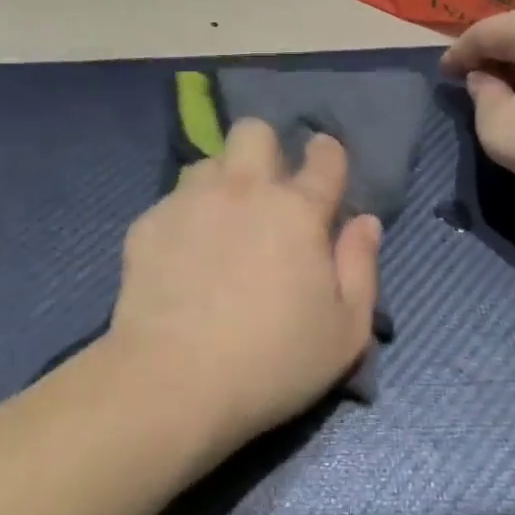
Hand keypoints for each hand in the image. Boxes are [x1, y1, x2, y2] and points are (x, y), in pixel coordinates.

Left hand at [106, 120, 381, 460]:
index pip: (324, 157)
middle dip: (265, 149)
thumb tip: (365, 222)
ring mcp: (190, 201)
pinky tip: (181, 258)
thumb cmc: (273, 362)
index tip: (324, 165)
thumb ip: (362, 267)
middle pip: (254, 131)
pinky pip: (172, 201)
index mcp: (297, 210)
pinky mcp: (148, 223)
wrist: (173, 383)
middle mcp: (244, 190)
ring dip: (221, 183)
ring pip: (208, 162)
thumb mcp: (345, 331)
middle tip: (266, 192)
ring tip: (219, 224)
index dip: (328, 154)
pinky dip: (184, 219)